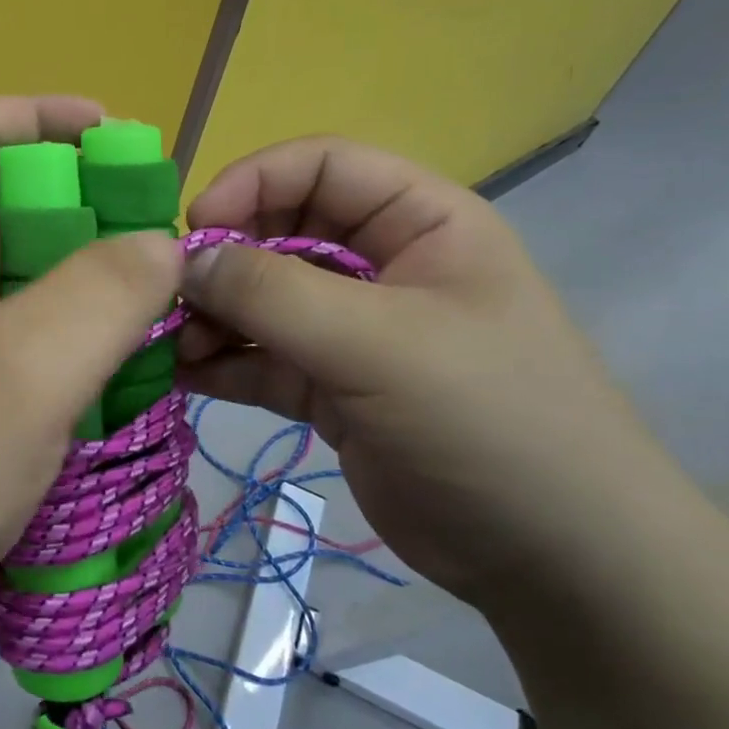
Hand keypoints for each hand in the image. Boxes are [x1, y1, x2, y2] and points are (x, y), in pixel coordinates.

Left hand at [0, 97, 181, 653]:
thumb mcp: (23, 367)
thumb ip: (101, 294)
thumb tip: (161, 246)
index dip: (42, 115)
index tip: (119, 138)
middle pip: (15, 214)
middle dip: (90, 211)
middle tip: (162, 249)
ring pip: (32, 292)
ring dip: (95, 292)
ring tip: (162, 318)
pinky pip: (34, 358)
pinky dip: (83, 357)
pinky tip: (125, 388)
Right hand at [177, 136, 682, 605]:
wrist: (557, 562)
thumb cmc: (487, 422)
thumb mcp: (379, 344)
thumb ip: (274, 294)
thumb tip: (185, 261)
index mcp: (419, 223)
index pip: (321, 166)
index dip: (253, 182)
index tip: (197, 228)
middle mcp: (383, 265)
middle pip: (281, 231)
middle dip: (224, 259)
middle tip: (170, 297)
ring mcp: (355, 330)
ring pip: (264, 300)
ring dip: (214, 316)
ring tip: (171, 346)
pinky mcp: (332, 387)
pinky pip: (263, 359)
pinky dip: (223, 363)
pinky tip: (182, 377)